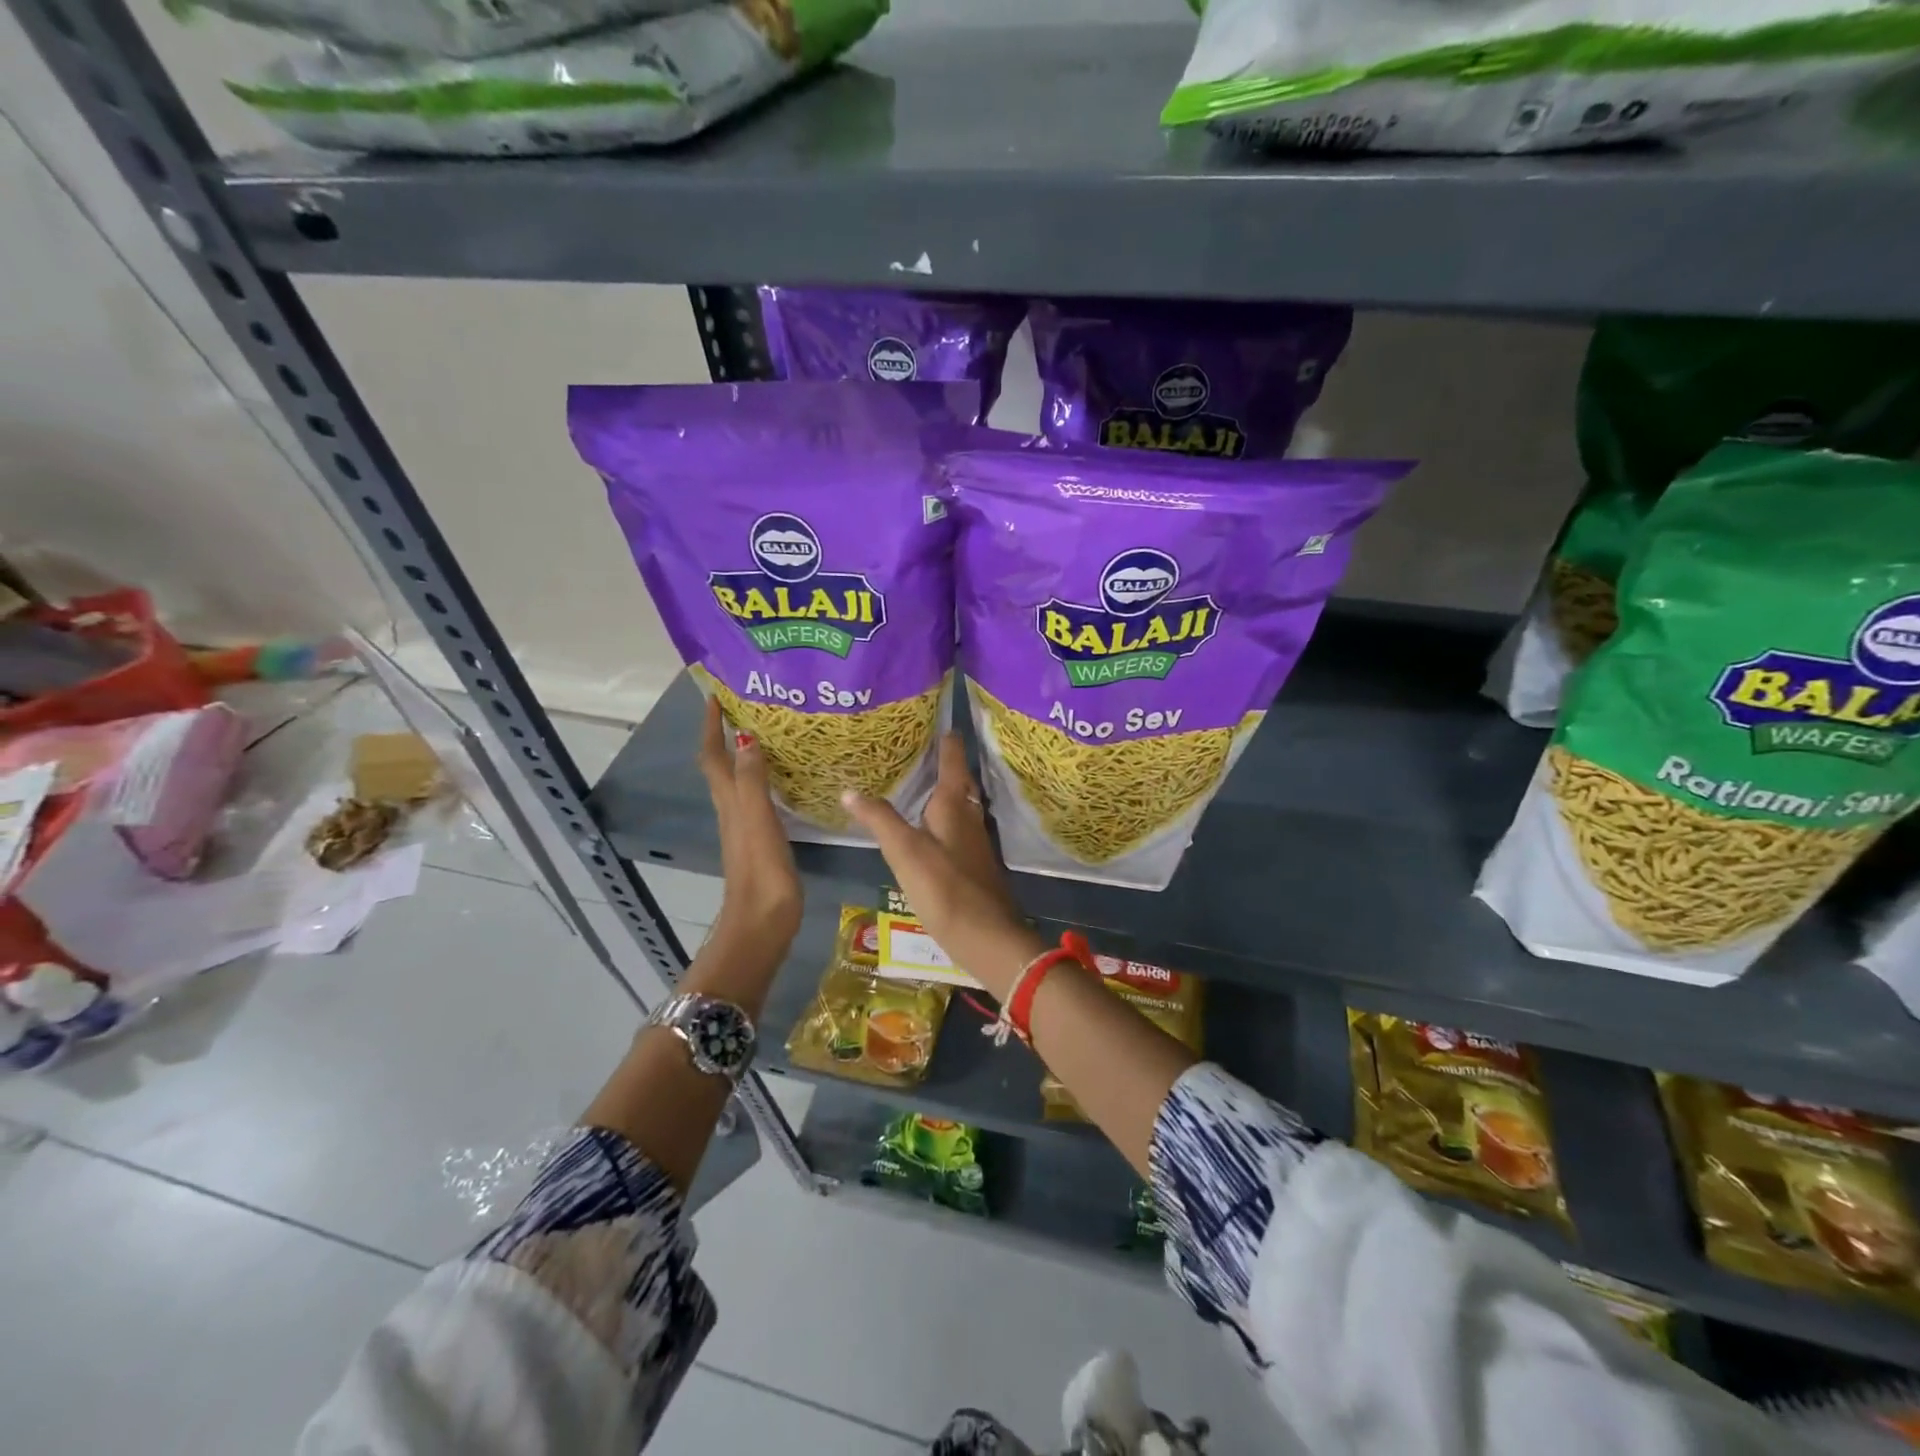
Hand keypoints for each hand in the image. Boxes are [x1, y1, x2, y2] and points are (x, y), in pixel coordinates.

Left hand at [698, 698, 801, 950]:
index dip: (710, 726)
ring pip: (739, 780)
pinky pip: (757, 798)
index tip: (715, 695)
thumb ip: (753, 780)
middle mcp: (732, 809)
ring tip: (768, 733)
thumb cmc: (761, 870)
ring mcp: (745, 826)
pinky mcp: (761, 840)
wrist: (762, 922)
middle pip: (722, 765)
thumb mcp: (757, 820)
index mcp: (729, 801)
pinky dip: (763, 779)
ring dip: (745, 754)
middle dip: (726, 733)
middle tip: (747, 707)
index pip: (713, 755)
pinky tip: (783, 778)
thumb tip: (746, 736)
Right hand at [841, 734, 1042, 999]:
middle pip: (961, 782)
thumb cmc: (946, 889)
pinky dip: (945, 818)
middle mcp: (971, 818)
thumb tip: (850, 790)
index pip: (953, 760)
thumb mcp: (906, 852)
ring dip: (946, 791)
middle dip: (945, 763)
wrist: (989, 939)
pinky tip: (930, 829)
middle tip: (921, 747)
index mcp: (955, 806)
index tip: (939, 718)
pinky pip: (959, 829)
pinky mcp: (975, 866)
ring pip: (962, 806)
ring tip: (921, 782)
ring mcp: (976, 844)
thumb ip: (880, 820)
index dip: (947, 739)